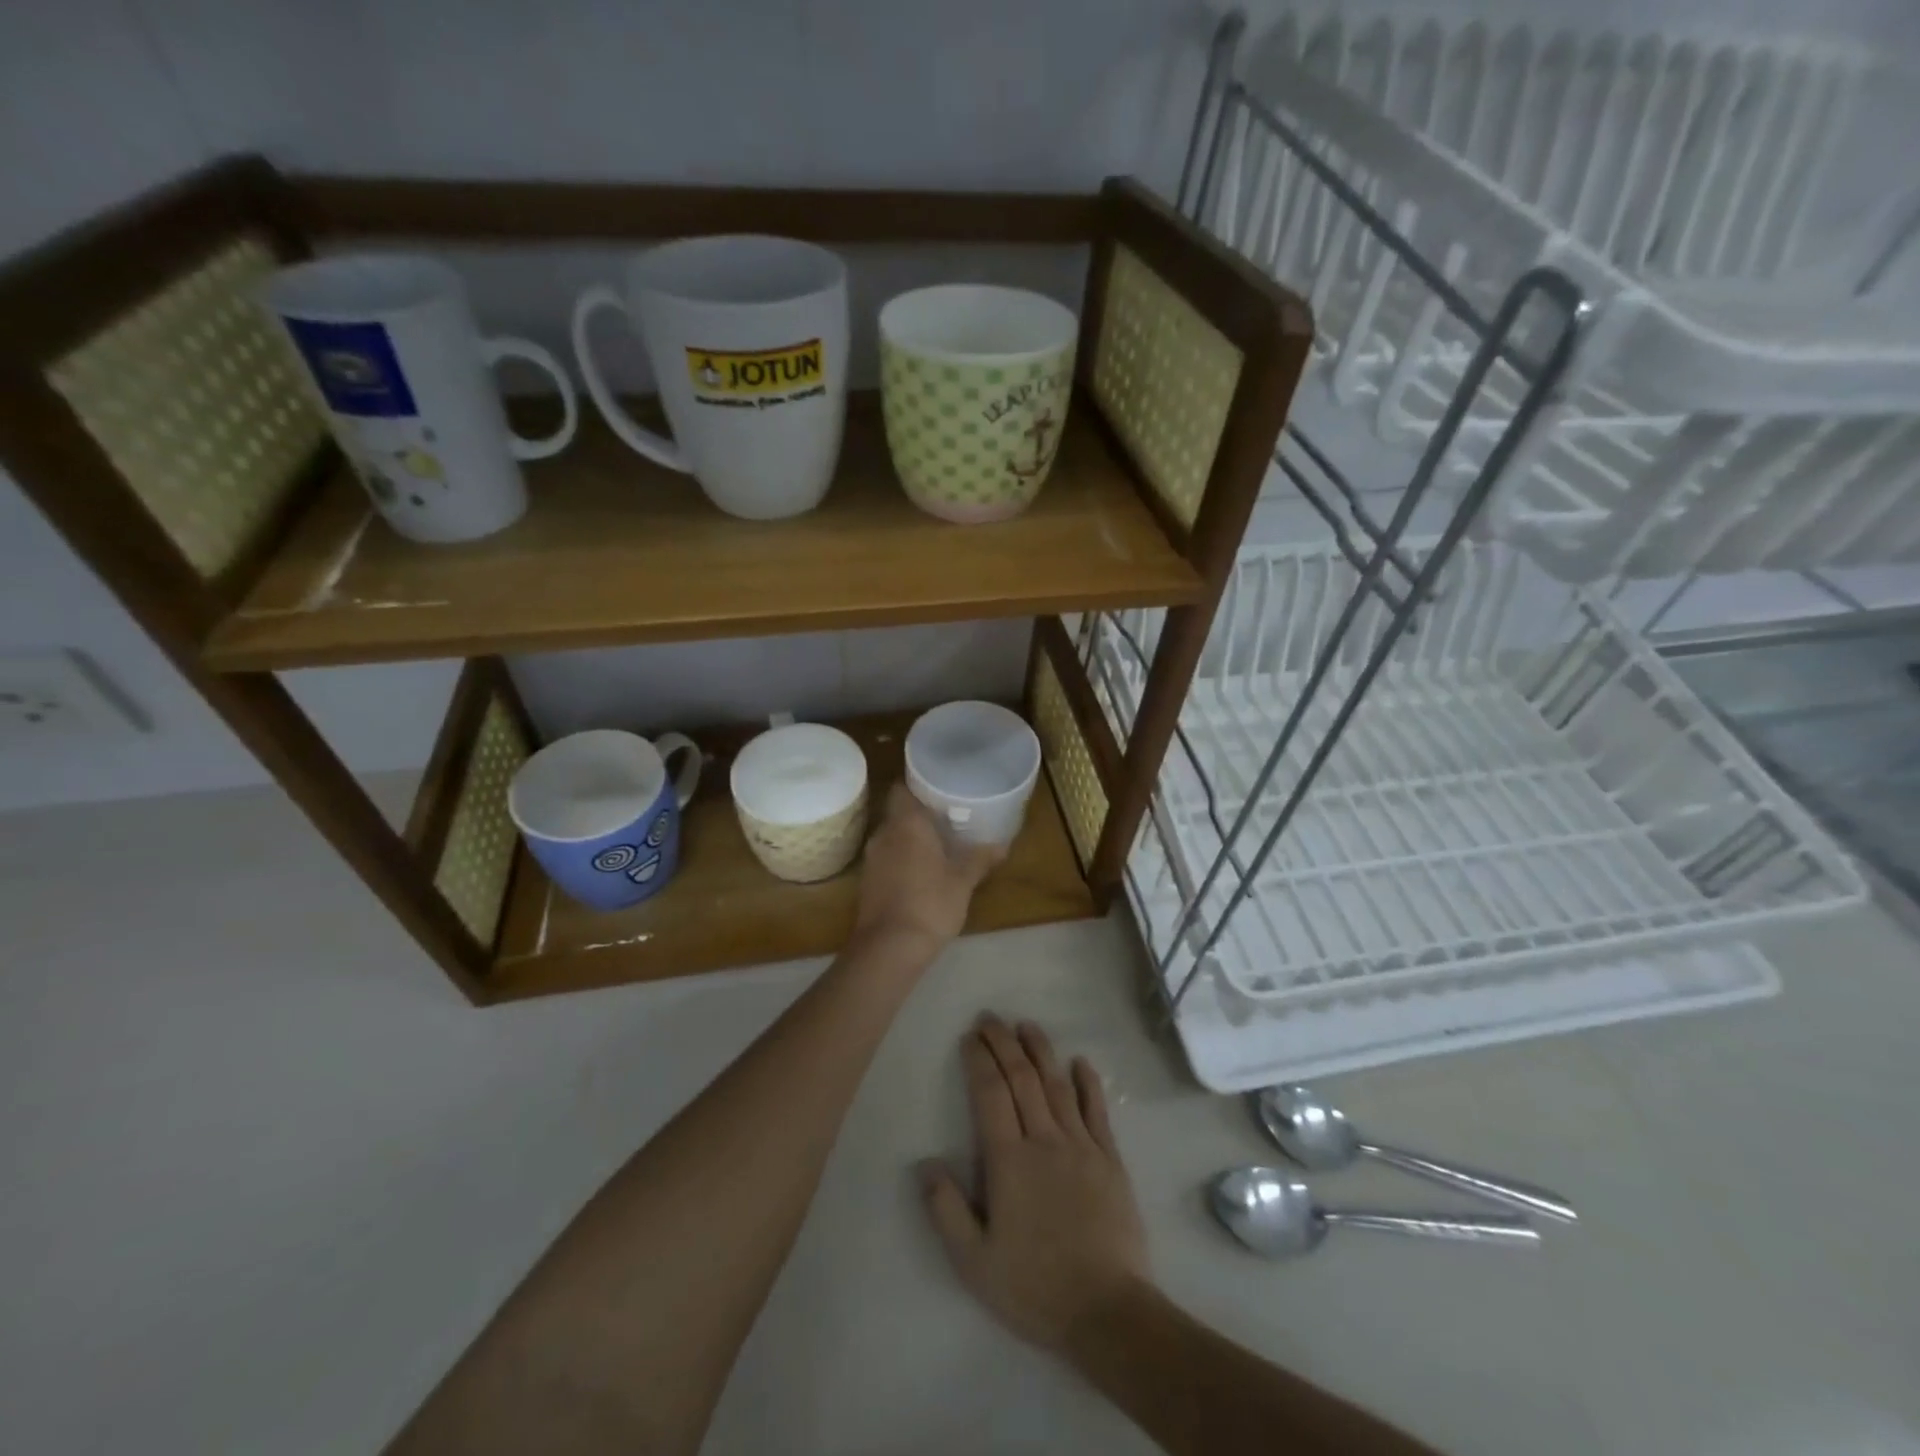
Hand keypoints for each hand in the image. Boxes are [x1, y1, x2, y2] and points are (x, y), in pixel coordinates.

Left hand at [852, 784, 1002, 955]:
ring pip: (891, 836)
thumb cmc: (930, 904)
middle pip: (897, 813)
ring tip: (936, 846)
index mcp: (907, 824)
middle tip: (945, 819)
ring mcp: (871, 858)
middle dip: (918, 815)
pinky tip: (920, 872)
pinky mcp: (866, 881)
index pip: (901, 789)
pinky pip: (885, 858)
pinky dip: (900, 859)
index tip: (938, 791)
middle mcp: (884, 834)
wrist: (889, 947)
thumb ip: (980, 859)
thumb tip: (1003, 845)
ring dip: (909, 839)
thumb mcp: (963, 882)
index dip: (917, 787)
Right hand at [920, 1015, 1150, 1352]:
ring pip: (1057, 1085)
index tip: (969, 1037)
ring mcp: (1081, 1146)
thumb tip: (925, 1162)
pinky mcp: (1110, 1160)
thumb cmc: (1034, 1287)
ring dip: (1040, 1051)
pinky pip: (1097, 1111)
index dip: (978, 1060)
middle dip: (1003, 1043)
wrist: (1107, 1312)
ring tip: (1026, 1025)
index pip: (990, 1094)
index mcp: (1009, 1161)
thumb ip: (946, 1209)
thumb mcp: (974, 1262)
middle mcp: (1044, 1140)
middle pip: (1021, 1078)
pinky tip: (1080, 1062)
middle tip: (990, 1018)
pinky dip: (1088, 1083)